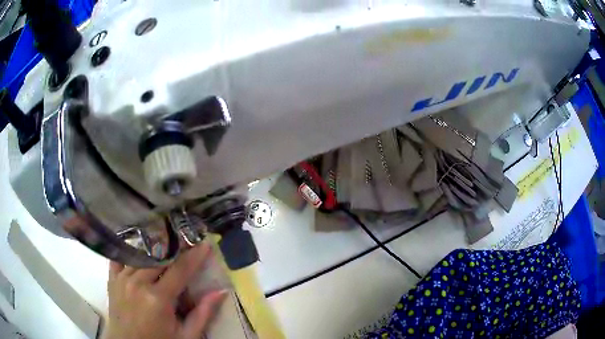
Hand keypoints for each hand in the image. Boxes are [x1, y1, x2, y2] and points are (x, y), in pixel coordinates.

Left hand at [104, 244, 226, 338]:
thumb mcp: (186, 335)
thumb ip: (203, 314)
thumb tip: (220, 292)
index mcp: (158, 299)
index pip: (179, 270)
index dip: (194, 256)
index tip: (205, 244)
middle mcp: (138, 283)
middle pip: (159, 257)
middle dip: (175, 248)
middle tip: (187, 241)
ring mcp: (122, 279)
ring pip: (140, 254)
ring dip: (155, 248)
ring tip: (166, 243)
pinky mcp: (113, 279)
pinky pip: (120, 257)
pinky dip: (130, 251)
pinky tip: (138, 247)